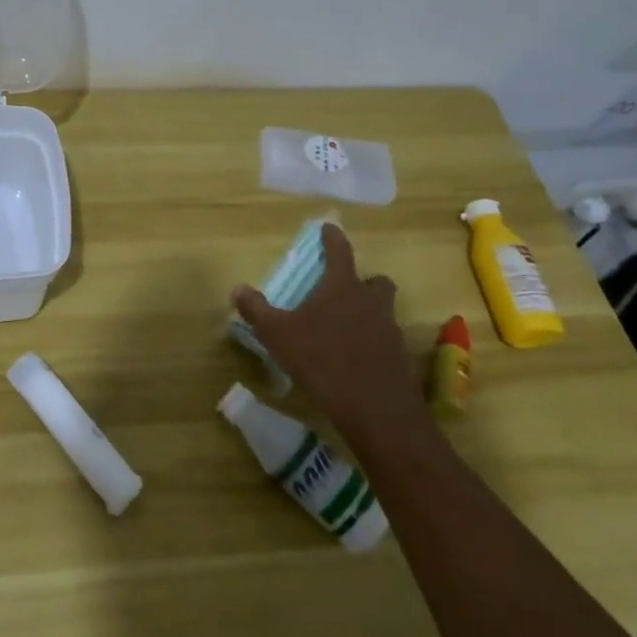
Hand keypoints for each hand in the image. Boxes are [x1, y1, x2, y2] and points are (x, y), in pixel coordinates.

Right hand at [232, 224, 424, 427]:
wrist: (375, 409)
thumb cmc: (322, 361)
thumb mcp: (278, 335)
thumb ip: (257, 310)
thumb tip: (238, 288)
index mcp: (342, 287)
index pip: (339, 251)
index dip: (332, 238)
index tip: (328, 227)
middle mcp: (370, 302)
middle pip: (375, 280)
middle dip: (363, 280)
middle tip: (344, 288)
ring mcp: (389, 330)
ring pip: (383, 310)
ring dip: (368, 311)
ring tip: (345, 326)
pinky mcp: (398, 358)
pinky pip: (385, 340)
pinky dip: (372, 342)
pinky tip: (354, 358)